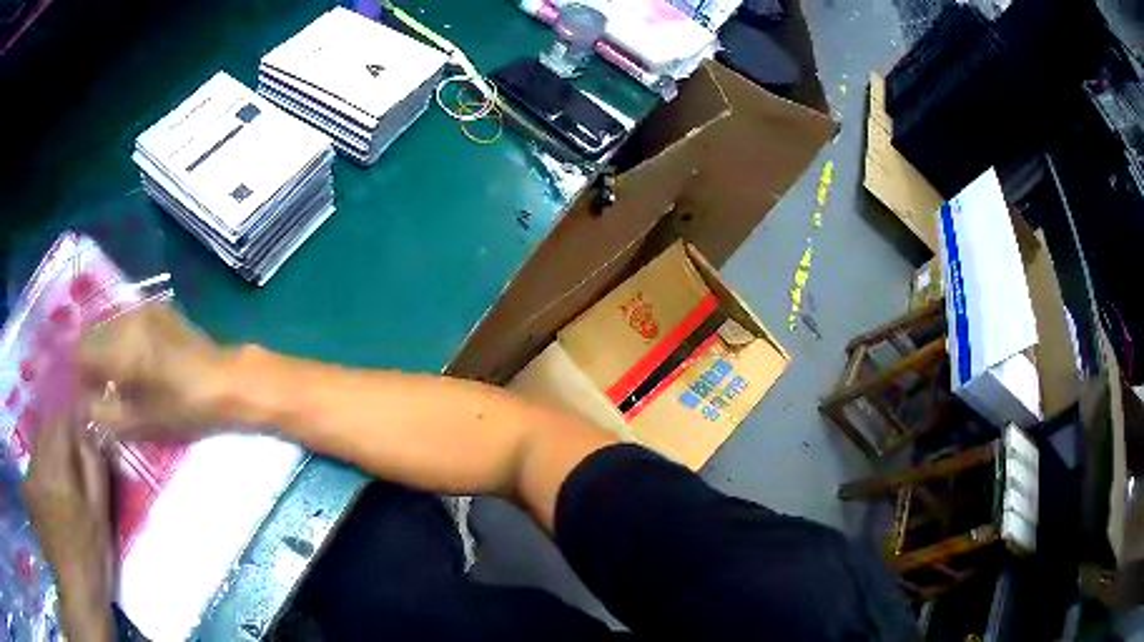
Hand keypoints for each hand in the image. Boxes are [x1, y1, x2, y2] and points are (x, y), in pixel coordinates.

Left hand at [22, 408, 113, 641]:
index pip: (63, 421)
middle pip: (49, 427)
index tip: (89, 409)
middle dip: (63, 421)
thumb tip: (91, 432)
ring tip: (66, 442)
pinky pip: (37, 457)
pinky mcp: (33, 489)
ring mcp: (35, 476)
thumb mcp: (100, 517)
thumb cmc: (92, 556)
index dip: (76, 411)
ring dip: (52, 435)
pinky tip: (54, 464)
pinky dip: (45, 451)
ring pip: (40, 440)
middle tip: (79, 427)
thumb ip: (94, 469)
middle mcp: (42, 464)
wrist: (77, 590)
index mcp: (59, 468)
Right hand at [77, 304, 229, 441]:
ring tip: (116, 375)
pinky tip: (132, 359)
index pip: (80, 352)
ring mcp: (142, 307)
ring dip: (103, 347)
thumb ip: (103, 413)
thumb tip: (82, 404)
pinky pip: (124, 318)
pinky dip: (119, 337)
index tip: (86, 394)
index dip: (78, 375)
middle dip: (89, 360)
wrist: (224, 381)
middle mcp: (126, 318)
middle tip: (99, 387)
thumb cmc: (182, 409)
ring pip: (106, 324)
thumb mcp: (138, 423)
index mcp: (120, 347)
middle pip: (91, 334)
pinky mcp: (156, 306)